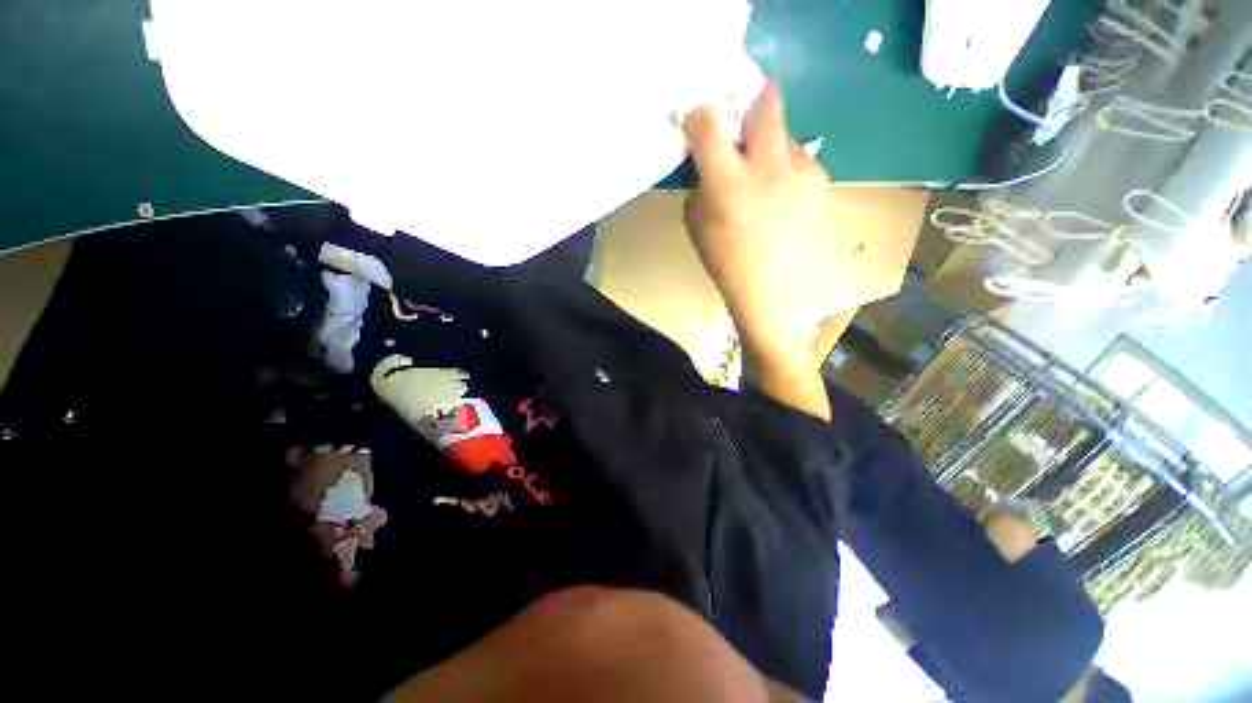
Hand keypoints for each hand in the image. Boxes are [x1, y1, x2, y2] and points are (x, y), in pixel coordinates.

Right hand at [684, 83, 832, 419]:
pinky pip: (798, 159)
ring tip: (763, 178)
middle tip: (742, 122)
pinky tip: (781, 197)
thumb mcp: (697, 224)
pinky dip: (785, 168)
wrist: (773, 294)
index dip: (702, 112)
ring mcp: (802, 172)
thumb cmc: (726, 263)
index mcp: (728, 184)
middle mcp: (768, 168)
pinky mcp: (821, 181)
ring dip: (769, 145)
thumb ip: (702, 183)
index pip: (709, 122)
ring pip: (784, 134)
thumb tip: (710, 157)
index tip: (699, 117)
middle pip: (767, 101)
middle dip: (753, 99)